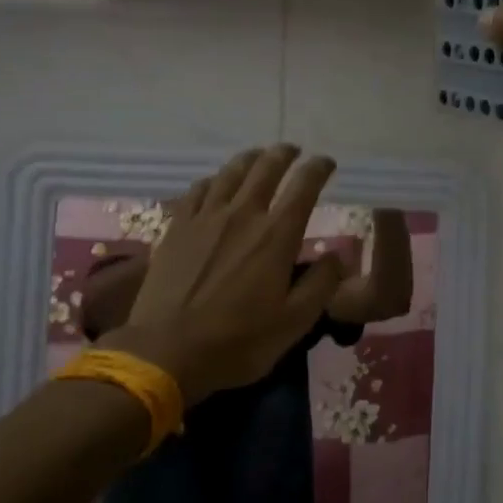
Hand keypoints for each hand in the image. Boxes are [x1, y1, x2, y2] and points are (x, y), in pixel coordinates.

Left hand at [99, 145, 348, 404]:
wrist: (166, 351)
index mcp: (276, 236)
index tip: (327, 163)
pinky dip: (214, 180)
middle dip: (284, 154)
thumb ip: (321, 285)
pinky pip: (198, 189)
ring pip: (230, 172)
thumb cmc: (237, 341)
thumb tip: (337, 256)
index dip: (318, 169)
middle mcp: (242, 215)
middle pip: (266, 168)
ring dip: (250, 159)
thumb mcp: (294, 323)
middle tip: (293, 151)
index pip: (303, 187)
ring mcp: (205, 218)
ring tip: (259, 156)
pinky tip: (216, 184)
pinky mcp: (177, 227)